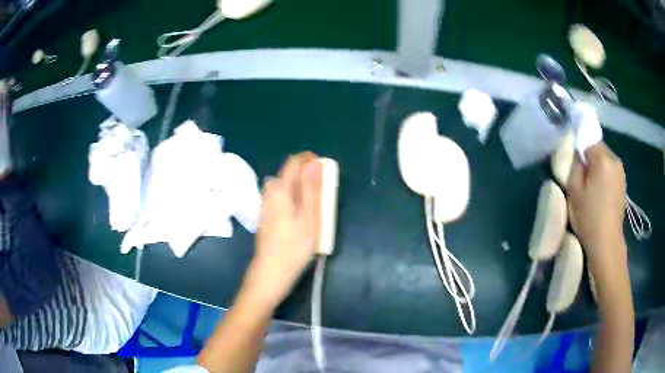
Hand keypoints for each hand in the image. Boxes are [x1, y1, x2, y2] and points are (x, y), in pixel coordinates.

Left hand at [243, 152, 322, 309]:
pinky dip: (292, 197)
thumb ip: (312, 188)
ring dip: (299, 186)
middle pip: (287, 173)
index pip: (293, 162)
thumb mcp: (310, 217)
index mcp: (281, 190)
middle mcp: (269, 194)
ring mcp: (265, 206)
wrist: (270, 273)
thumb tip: (315, 163)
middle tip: (323, 188)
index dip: (309, 159)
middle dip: (306, 173)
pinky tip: (299, 215)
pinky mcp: (265, 218)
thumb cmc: (294, 247)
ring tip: (314, 201)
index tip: (325, 166)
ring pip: (283, 186)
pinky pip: (280, 198)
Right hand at [567, 143, 626, 264]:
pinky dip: (604, 175)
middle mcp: (615, 159)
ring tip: (590, 186)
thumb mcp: (574, 189)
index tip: (574, 159)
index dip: (580, 145)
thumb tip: (578, 154)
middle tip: (581, 176)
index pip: (589, 137)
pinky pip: (610, 170)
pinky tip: (600, 192)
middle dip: (589, 157)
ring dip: (597, 167)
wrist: (606, 242)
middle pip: (598, 148)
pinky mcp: (623, 183)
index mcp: (603, 158)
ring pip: (605, 159)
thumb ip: (575, 165)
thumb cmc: (589, 216)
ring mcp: (621, 172)